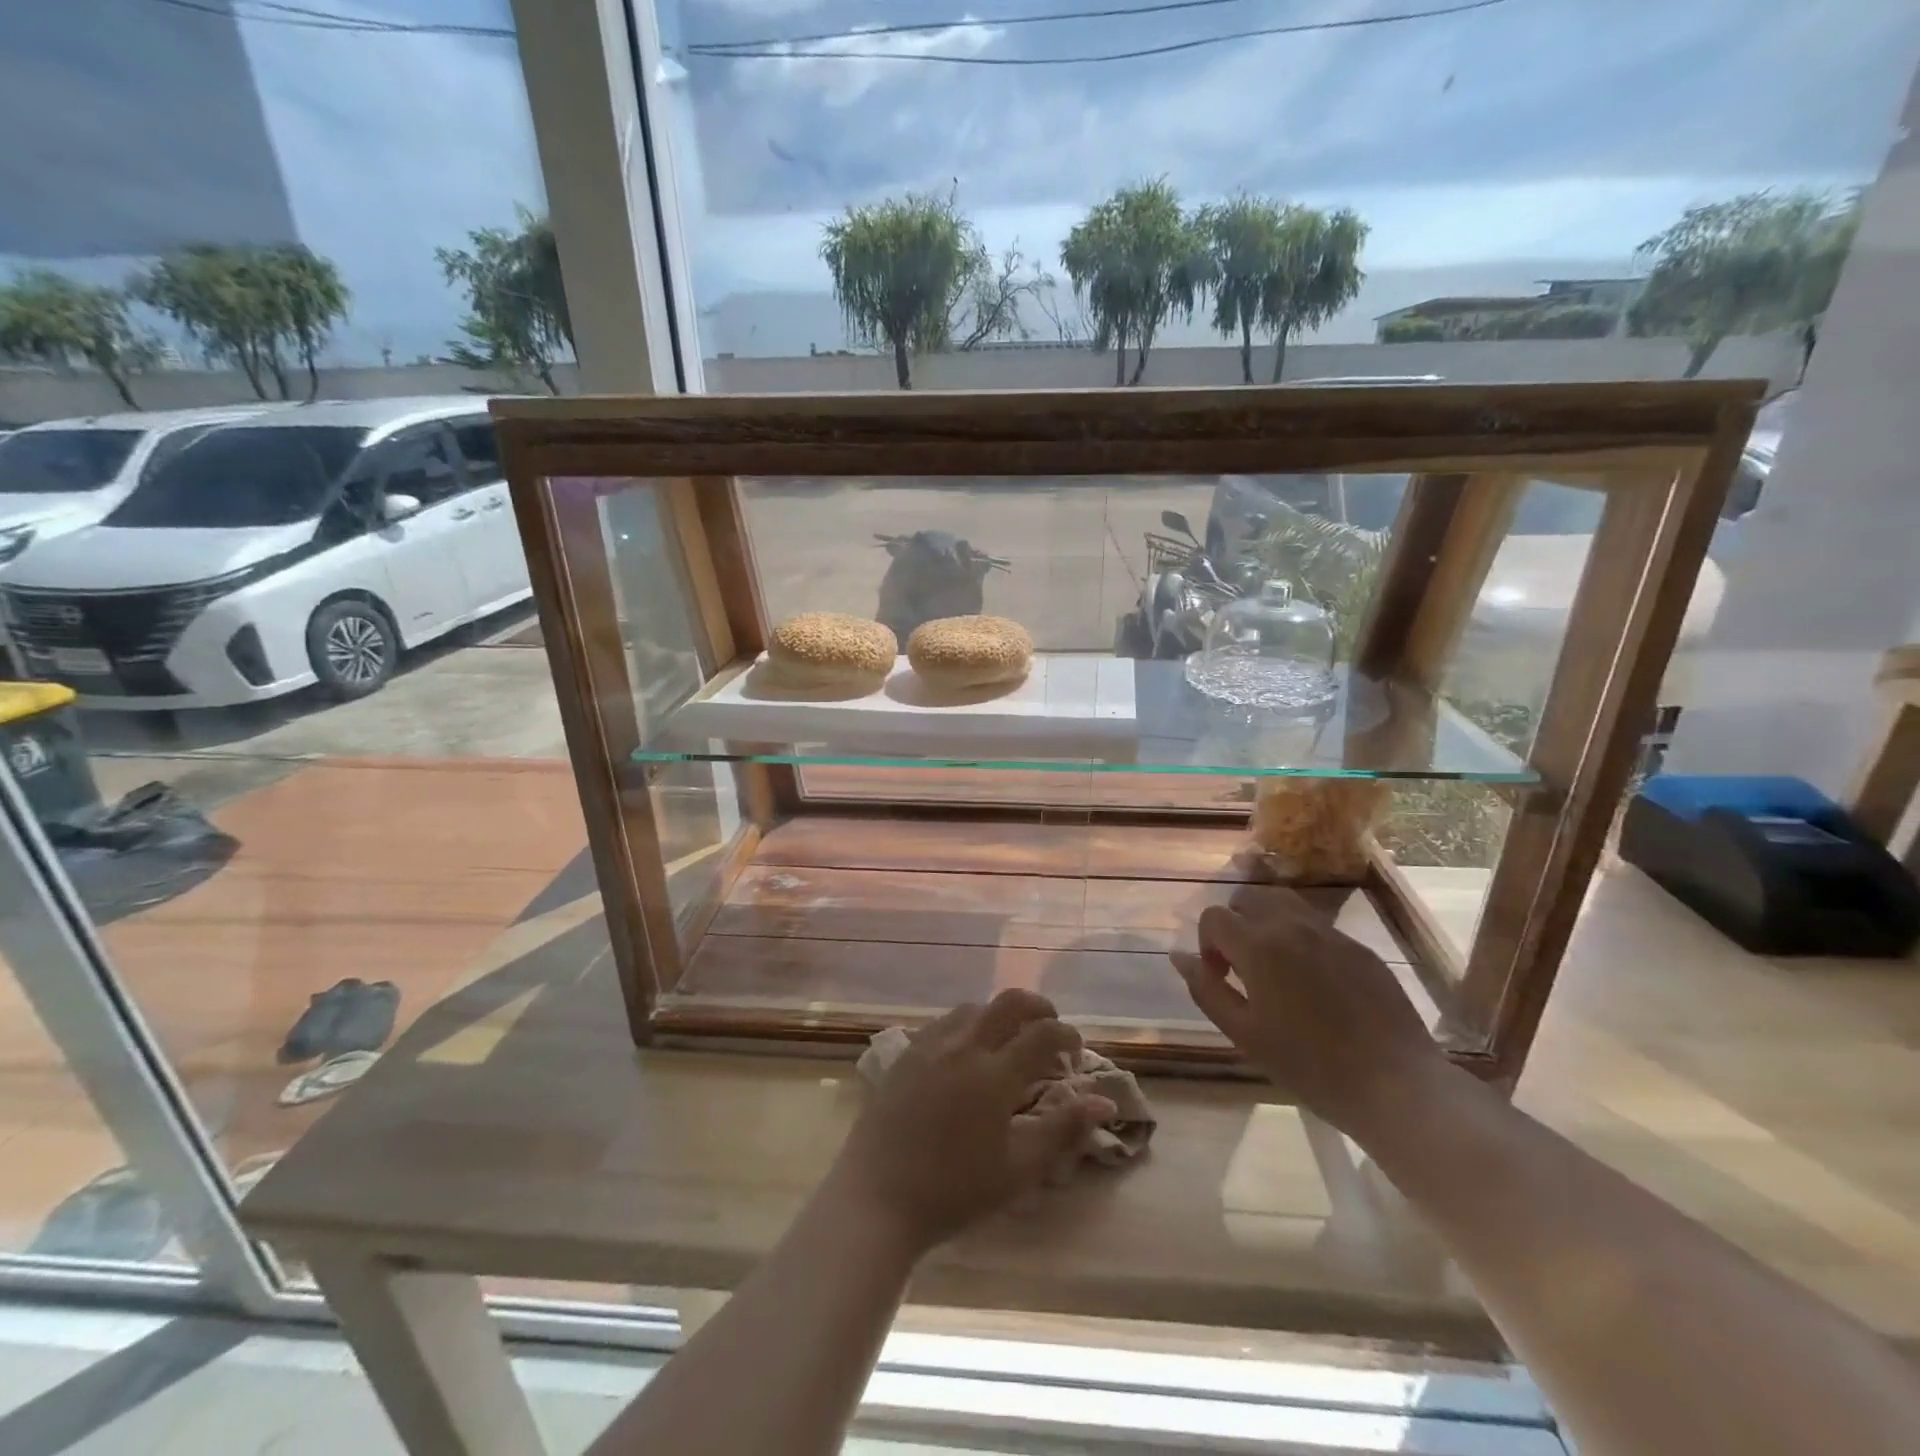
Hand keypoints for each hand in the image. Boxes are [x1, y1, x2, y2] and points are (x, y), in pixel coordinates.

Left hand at [826, 990, 1116, 1257]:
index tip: (1077, 1049)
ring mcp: (930, 1045)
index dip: (1066, 1035)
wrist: (877, 1198)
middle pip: (1008, 1003)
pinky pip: (944, 1022)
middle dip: (1037, 1007)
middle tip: (1050, 1027)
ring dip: (999, 1014)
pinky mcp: (905, 1053)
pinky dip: (968, 1024)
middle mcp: (963, 1046)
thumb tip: (1104, 1102)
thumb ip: (1063, 1130)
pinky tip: (967, 1050)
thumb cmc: (954, 1191)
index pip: (1042, 1034)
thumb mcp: (1018, 1169)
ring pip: (973, 1007)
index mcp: (994, 1074)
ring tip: (1009, 1040)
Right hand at [1170, 888, 1450, 1135]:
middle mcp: (1292, 925)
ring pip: (1284, 903)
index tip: (1221, 977)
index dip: (1207, 944)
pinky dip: (1301, 939)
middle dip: (1235, 925)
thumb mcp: (1244, 1034)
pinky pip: (1318, 926)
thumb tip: (1179, 956)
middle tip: (1244, 969)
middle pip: (1248, 898)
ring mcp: (1331, 933)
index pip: (1214, 916)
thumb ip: (1206, 989)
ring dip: (1267, 923)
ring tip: (1275, 966)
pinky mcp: (1360, 948)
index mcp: (1259, 945)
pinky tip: (1315, 983)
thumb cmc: (1309, 1066)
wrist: (1396, 1085)